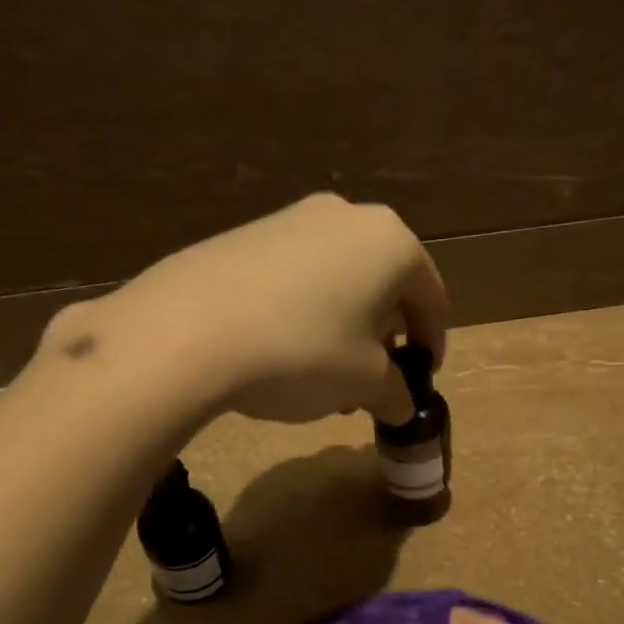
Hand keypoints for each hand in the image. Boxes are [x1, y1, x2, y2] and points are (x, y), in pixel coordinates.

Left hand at [42, 193, 447, 424]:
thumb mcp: (363, 383)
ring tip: (326, 374)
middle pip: (384, 283)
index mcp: (392, 244)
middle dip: (384, 335)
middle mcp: (348, 217)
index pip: (431, 297)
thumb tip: (401, 406)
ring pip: (339, 278)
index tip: (422, 378)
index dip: (432, 343)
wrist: (190, 329)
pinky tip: (283, 348)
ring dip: (344, 325)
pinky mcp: (248, 233)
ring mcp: (293, 218)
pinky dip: (306, 309)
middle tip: (372, 381)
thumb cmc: (304, 351)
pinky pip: (297, 274)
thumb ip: (394, 393)